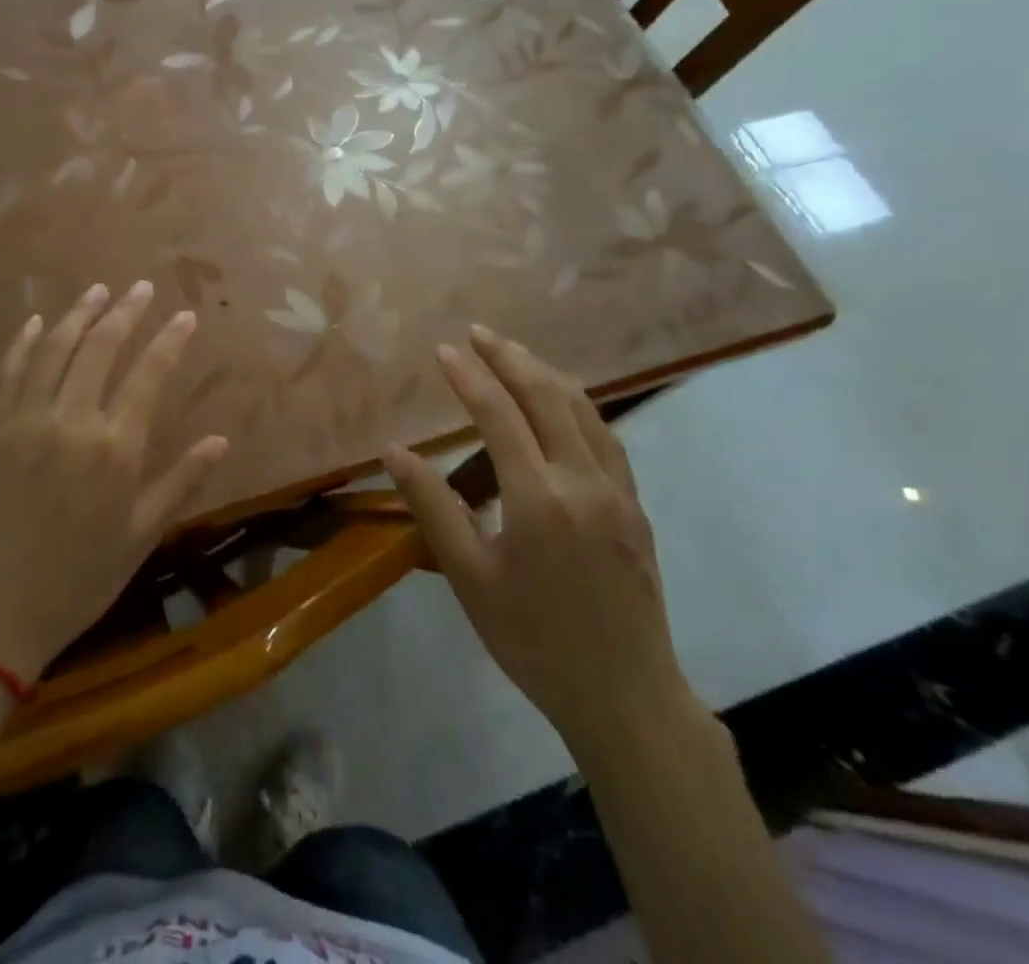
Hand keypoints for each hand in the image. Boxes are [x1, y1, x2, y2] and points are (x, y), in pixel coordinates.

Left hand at [0, 282, 228, 679]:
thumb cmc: (78, 577)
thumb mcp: (141, 535)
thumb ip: (181, 481)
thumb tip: (221, 440)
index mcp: (115, 447)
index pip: (149, 374)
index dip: (170, 339)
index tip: (185, 316)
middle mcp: (72, 420)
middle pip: (101, 347)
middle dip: (126, 312)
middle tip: (141, 288)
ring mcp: (25, 420)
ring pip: (55, 349)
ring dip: (79, 314)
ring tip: (98, 291)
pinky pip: (8, 372)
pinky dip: (24, 342)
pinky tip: (36, 322)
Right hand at [387, 327, 693, 755]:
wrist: (625, 696)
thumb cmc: (533, 639)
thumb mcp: (469, 577)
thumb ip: (432, 507)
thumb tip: (394, 452)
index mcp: (537, 498)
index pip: (498, 415)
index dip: (468, 376)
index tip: (443, 349)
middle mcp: (582, 480)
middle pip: (546, 396)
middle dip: (509, 357)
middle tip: (478, 332)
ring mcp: (617, 491)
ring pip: (583, 410)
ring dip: (546, 373)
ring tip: (514, 354)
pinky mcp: (635, 506)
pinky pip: (606, 436)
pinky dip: (578, 404)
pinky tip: (564, 403)